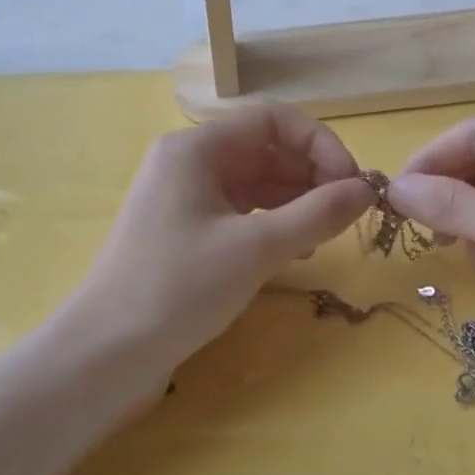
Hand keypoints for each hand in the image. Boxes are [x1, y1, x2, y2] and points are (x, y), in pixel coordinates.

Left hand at [65, 105, 370, 382]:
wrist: (107, 354)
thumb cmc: (179, 288)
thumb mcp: (256, 248)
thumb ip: (317, 213)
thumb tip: (366, 190)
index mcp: (196, 148)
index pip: (273, 121)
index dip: (320, 144)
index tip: (353, 183)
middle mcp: (188, 163)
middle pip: (265, 150)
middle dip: (312, 175)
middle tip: (350, 213)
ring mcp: (184, 199)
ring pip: (256, 184)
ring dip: (297, 202)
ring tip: (329, 234)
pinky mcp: (185, 234)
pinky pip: (241, 213)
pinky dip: (273, 225)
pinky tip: (298, 250)